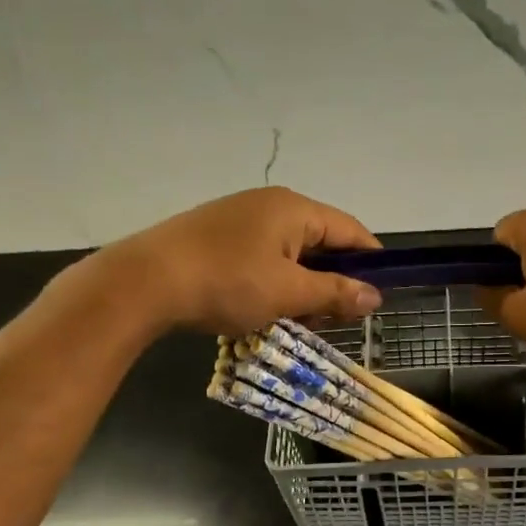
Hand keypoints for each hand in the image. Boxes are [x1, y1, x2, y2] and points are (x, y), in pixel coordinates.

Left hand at [90, 187, 383, 336]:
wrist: (144, 282)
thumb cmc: (227, 283)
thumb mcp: (288, 293)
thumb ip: (335, 293)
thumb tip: (375, 296)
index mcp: (294, 209)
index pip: (350, 230)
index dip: (371, 261)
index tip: (381, 294)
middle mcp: (270, 204)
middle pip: (320, 242)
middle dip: (332, 281)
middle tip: (334, 319)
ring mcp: (240, 218)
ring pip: (289, 253)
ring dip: (301, 287)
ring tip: (297, 321)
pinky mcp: (216, 236)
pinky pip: (261, 257)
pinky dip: (273, 283)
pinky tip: (263, 309)